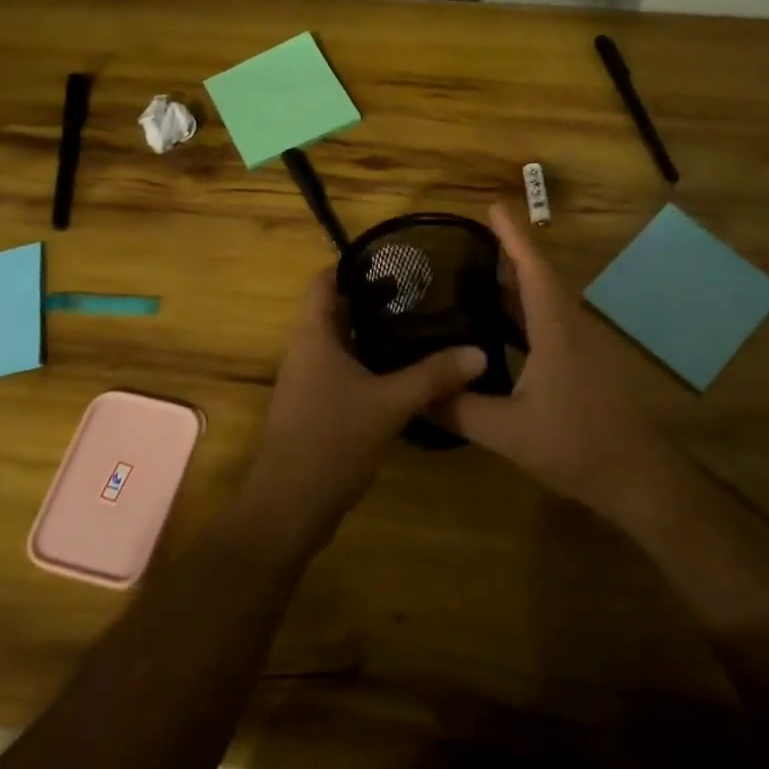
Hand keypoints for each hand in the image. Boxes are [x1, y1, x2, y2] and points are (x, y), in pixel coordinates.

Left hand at [233, 268, 485, 559]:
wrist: (288, 508)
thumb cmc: (331, 441)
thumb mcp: (390, 404)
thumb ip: (434, 375)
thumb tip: (480, 351)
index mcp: (313, 336)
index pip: (324, 281)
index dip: (353, 264)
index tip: (395, 260)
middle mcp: (306, 352)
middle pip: (336, 310)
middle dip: (375, 299)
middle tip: (422, 293)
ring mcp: (309, 382)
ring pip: (343, 344)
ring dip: (376, 334)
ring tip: (422, 327)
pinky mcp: (317, 409)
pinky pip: (345, 373)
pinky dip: (372, 365)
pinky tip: (406, 374)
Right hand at [438, 206, 673, 529]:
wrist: (639, 477)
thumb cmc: (576, 446)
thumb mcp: (508, 432)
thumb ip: (459, 410)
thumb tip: (416, 394)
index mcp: (556, 329)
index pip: (532, 268)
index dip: (512, 235)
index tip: (493, 205)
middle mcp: (572, 327)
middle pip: (539, 278)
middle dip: (508, 253)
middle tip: (469, 241)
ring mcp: (583, 346)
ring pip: (546, 301)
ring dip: (517, 284)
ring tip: (478, 274)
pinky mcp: (587, 364)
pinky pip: (551, 323)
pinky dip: (525, 313)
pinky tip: (502, 327)